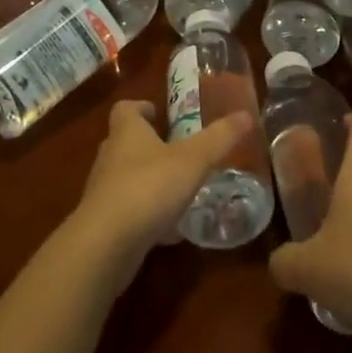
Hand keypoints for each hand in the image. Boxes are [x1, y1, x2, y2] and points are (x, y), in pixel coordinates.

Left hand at [69, 98, 254, 289]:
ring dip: (147, 180)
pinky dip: (146, 215)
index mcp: (127, 132)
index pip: (125, 109)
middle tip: (174, 149)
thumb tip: (248, 114)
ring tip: (176, 188)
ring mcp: (103, 192)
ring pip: (125, 178)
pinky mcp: (104, 224)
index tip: (156, 112)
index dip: (140, 107)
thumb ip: (220, 138)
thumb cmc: (149, 188)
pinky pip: (128, 212)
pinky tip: (169, 231)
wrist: (106, 244)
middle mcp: (110, 157)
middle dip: (147, 144)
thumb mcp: (193, 160)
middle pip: (124, 142)